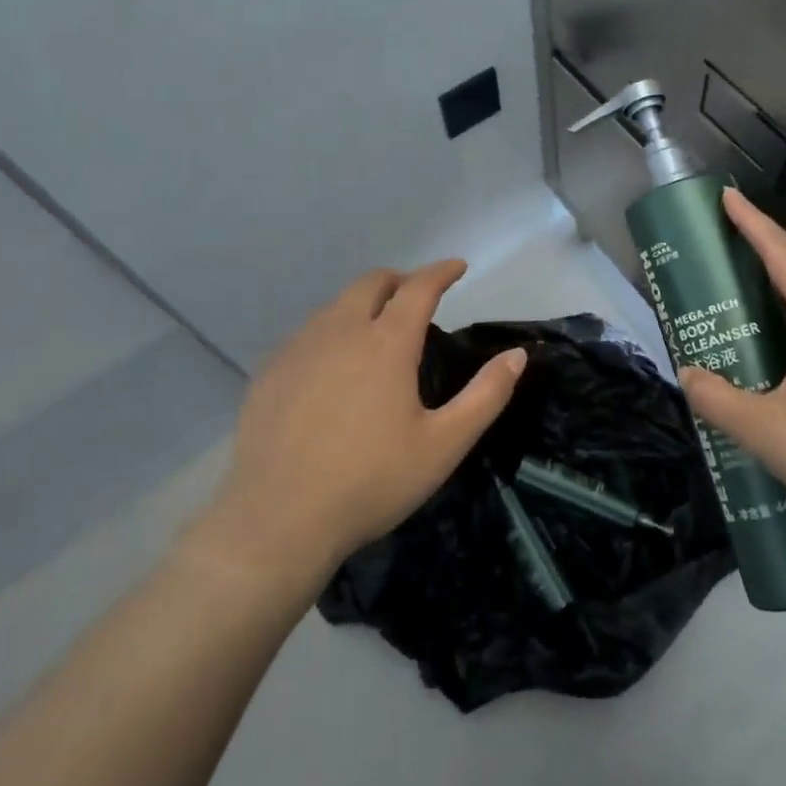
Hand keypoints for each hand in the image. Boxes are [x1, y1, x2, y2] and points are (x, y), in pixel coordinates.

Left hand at [191, 261, 525, 581]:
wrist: (278, 519)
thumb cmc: (371, 481)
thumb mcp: (444, 444)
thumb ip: (486, 395)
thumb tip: (516, 355)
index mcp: (386, 343)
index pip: (419, 287)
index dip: (441, 271)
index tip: (457, 266)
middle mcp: (339, 331)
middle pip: (371, 283)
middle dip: (400, 280)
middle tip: (417, 298)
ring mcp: (297, 349)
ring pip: (335, 306)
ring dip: (363, 304)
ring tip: (377, 332)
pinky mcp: (268, 372)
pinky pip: (306, 334)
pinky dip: (331, 332)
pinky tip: (332, 367)